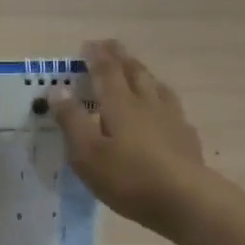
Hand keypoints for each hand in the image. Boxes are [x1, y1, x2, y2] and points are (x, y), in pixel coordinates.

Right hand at [52, 39, 207, 235]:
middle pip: (135, 72)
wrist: (185, 200)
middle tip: (111, 47)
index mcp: (120, 104)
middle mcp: (147, 103)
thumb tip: (57, 89)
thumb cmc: (128, 178)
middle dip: (120, 57)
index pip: (106, 71)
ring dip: (144, 74)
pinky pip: (173, 109)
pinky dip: (162, 101)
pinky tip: (165, 111)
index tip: (88, 45)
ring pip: (157, 87)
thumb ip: (71, 120)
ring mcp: (171, 119)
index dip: (96, 56)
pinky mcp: (187, 138)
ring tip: (138, 70)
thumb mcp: (87, 153)